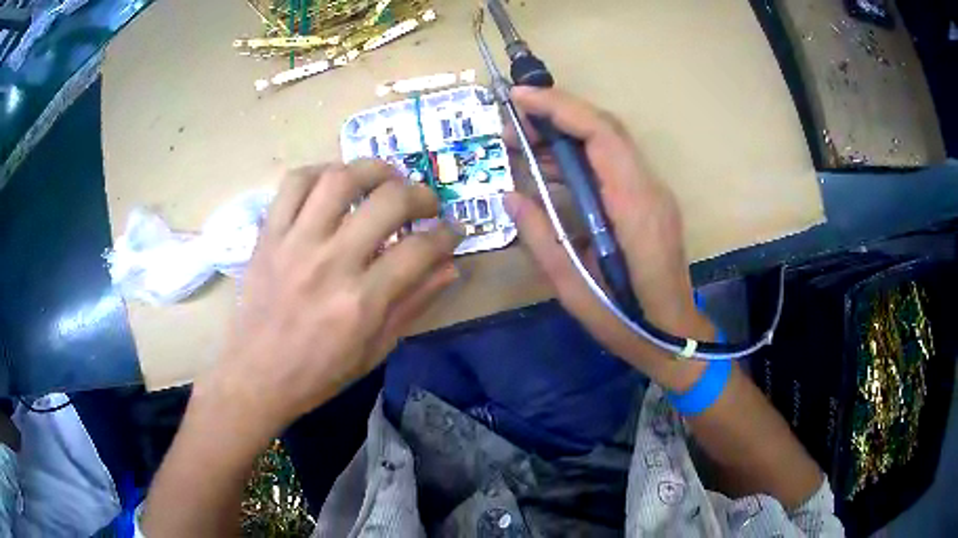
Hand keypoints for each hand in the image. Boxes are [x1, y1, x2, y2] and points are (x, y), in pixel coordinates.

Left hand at [200, 160, 460, 430]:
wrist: (256, 375)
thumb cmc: (318, 372)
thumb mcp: (375, 350)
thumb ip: (413, 304)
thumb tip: (449, 266)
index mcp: (362, 301)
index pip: (420, 249)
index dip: (447, 234)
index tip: (453, 231)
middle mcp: (331, 263)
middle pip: (388, 201)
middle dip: (421, 194)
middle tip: (426, 203)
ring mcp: (295, 242)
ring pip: (340, 179)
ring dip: (374, 169)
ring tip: (386, 179)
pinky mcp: (269, 234)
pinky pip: (294, 183)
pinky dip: (320, 171)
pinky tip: (334, 181)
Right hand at [503, 87, 713, 390]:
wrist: (676, 339)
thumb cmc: (628, 322)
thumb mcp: (575, 288)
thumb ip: (542, 238)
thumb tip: (510, 195)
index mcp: (635, 207)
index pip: (602, 134)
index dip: (560, 107)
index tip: (518, 98)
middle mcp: (650, 190)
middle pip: (607, 129)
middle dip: (556, 115)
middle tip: (511, 125)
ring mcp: (654, 194)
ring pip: (610, 143)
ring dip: (565, 135)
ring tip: (521, 145)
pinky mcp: (650, 203)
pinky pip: (613, 165)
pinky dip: (579, 157)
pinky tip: (548, 171)